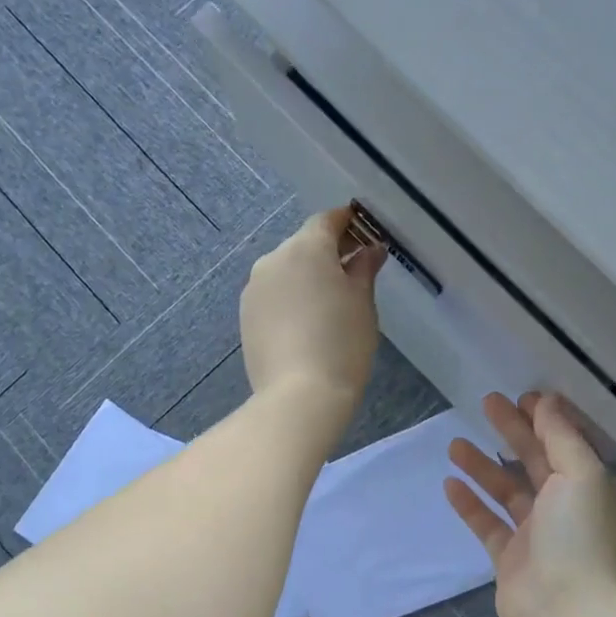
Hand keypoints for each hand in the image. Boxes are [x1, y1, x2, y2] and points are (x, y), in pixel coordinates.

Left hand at [240, 206, 385, 415]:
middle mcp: (273, 260)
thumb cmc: (342, 343)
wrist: (299, 396)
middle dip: (328, 252)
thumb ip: (364, 268)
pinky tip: (307, 321)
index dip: (348, 223)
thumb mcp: (362, 302)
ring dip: (307, 276)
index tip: (365, 233)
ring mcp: (254, 289)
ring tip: (331, 301)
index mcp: (305, 249)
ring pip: (286, 270)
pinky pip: (273, 294)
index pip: (327, 220)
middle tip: (355, 270)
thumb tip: (370, 250)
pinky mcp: (245, 316)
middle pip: (304, 244)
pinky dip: (291, 297)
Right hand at [445, 392, 615, 616]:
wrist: (569, 615)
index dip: (545, 418)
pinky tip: (450, 484)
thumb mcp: (581, 474)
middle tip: (486, 403)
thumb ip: (561, 436)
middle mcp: (566, 507)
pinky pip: (488, 524)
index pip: (566, 443)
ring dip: (483, 466)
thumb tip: (547, 400)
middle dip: (512, 431)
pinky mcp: (511, 559)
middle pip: (535, 460)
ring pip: (507, 491)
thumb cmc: (581, 536)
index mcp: (590, 486)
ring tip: (454, 444)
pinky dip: (470, 504)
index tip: (521, 396)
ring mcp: (537, 535)